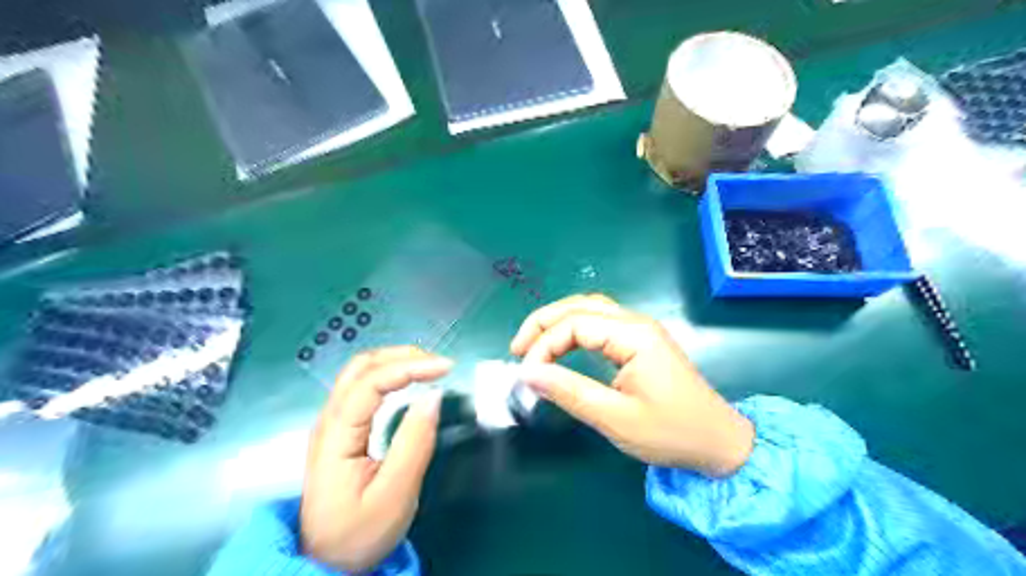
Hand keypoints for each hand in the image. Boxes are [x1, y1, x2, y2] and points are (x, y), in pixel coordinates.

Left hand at [301, 346, 449, 570]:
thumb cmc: (359, 532)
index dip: (410, 366)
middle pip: (360, 367)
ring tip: (428, 366)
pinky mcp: (340, 430)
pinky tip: (407, 380)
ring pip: (359, 372)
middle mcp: (329, 420)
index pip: (371, 382)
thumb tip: (434, 396)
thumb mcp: (395, 494)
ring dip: (395, 361)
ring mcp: (332, 423)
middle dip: (402, 355)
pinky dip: (389, 374)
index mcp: (337, 435)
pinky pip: (362, 387)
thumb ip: (415, 443)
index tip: (447, 367)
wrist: (325, 562)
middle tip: (438, 363)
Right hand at [505, 296, 751, 477]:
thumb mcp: (616, 418)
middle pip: (579, 305)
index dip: (543, 345)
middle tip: (516, 348)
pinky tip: (562, 343)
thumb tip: (528, 373)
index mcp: (633, 336)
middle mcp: (636, 322)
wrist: (718, 442)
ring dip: (557, 321)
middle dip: (543, 322)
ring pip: (589, 308)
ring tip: (533, 344)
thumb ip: (570, 392)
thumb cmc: (671, 433)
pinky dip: (574, 328)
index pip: (574, 325)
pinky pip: (600, 321)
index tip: (525, 374)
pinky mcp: (641, 341)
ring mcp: (640, 329)